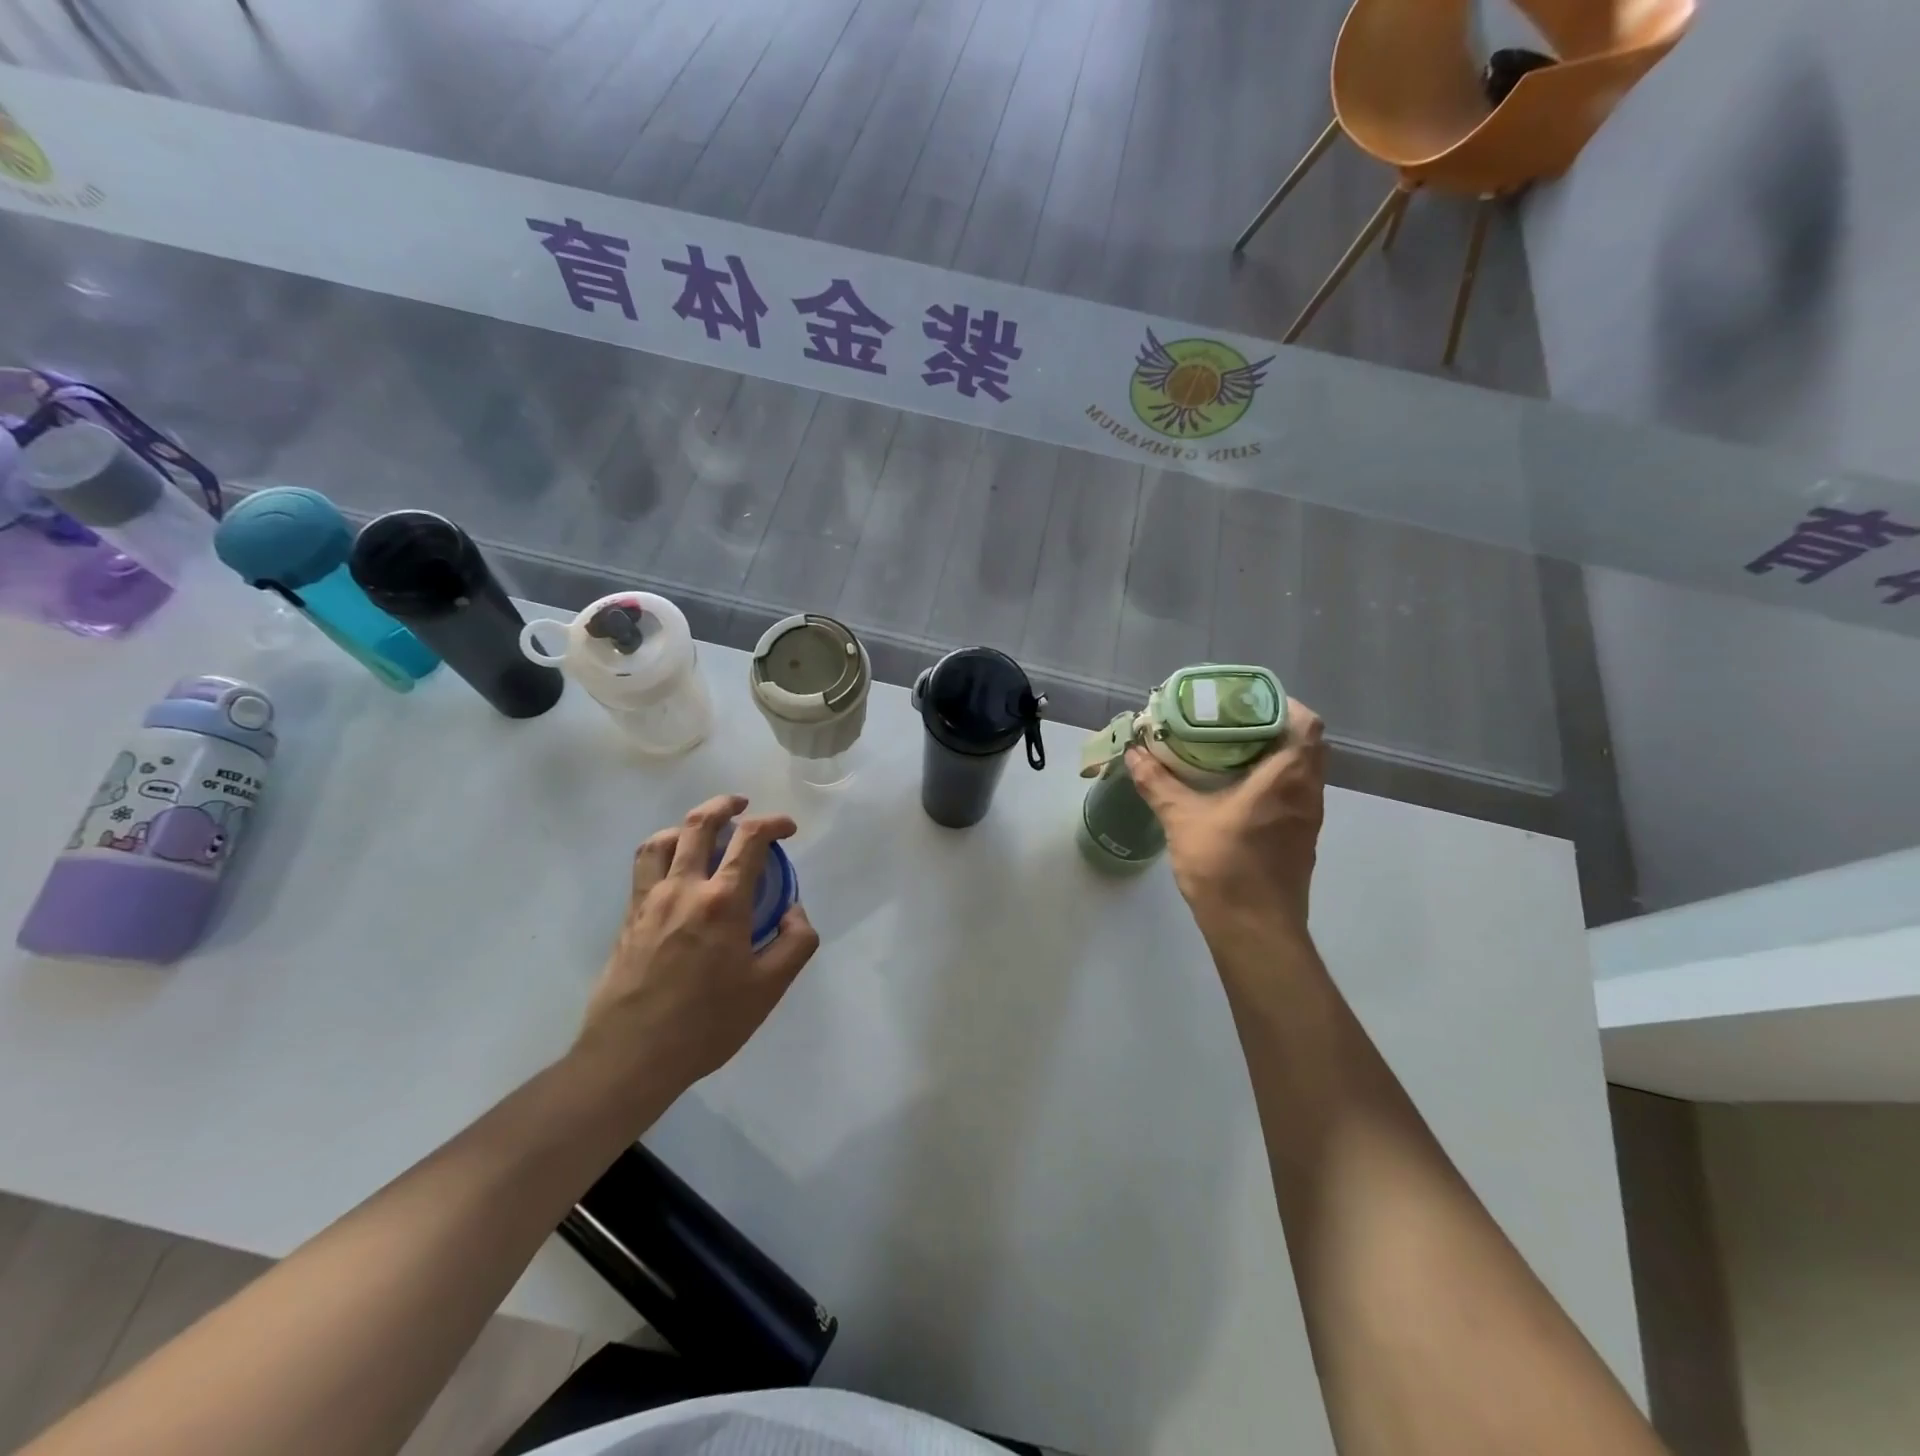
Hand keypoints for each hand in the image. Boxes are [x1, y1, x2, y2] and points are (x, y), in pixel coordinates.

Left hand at [575, 794, 819, 1094]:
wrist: (631, 1055)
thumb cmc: (707, 1023)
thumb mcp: (769, 989)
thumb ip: (795, 943)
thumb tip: (794, 911)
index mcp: (723, 901)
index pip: (750, 839)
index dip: (773, 823)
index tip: (788, 829)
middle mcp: (683, 888)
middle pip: (699, 824)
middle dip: (726, 805)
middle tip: (742, 805)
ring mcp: (649, 900)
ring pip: (663, 838)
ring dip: (687, 823)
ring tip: (704, 830)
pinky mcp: (629, 916)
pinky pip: (644, 865)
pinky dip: (663, 849)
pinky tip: (674, 868)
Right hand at [1126, 699, 1326, 935]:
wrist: (1255, 931)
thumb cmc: (1224, 867)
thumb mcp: (1182, 819)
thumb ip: (1158, 782)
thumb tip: (1134, 753)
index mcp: (1286, 778)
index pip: (1305, 724)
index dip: (1282, 705)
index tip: (1247, 702)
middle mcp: (1307, 793)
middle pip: (1305, 744)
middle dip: (1273, 727)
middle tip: (1232, 723)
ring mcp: (1308, 819)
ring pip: (1302, 771)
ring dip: (1274, 756)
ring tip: (1231, 751)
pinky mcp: (1301, 840)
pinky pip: (1295, 795)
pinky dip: (1273, 782)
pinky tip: (1237, 790)